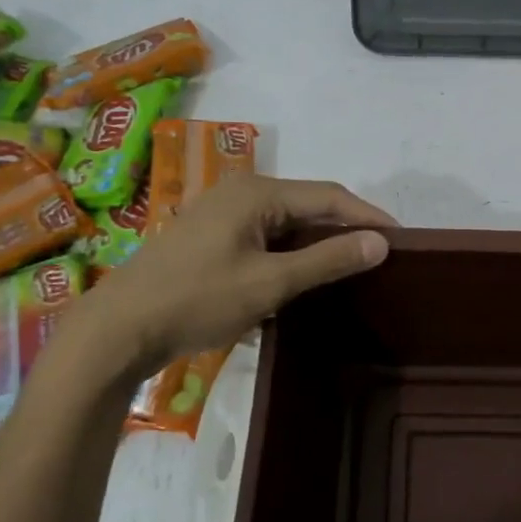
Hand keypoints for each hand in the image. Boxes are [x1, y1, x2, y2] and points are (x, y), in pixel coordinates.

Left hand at [64, 176, 393, 376]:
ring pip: (286, 225)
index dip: (368, 216)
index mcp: (257, 192)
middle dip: (344, 230)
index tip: (401, 239)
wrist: (119, 329)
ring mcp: (222, 214)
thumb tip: (381, 242)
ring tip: (350, 270)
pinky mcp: (211, 238)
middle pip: (308, 206)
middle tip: (379, 257)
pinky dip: (289, 256)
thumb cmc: (197, 299)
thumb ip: (328, 260)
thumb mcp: (270, 283)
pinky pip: (265, 239)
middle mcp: (241, 192)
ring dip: (316, 246)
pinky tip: (303, 279)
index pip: (330, 196)